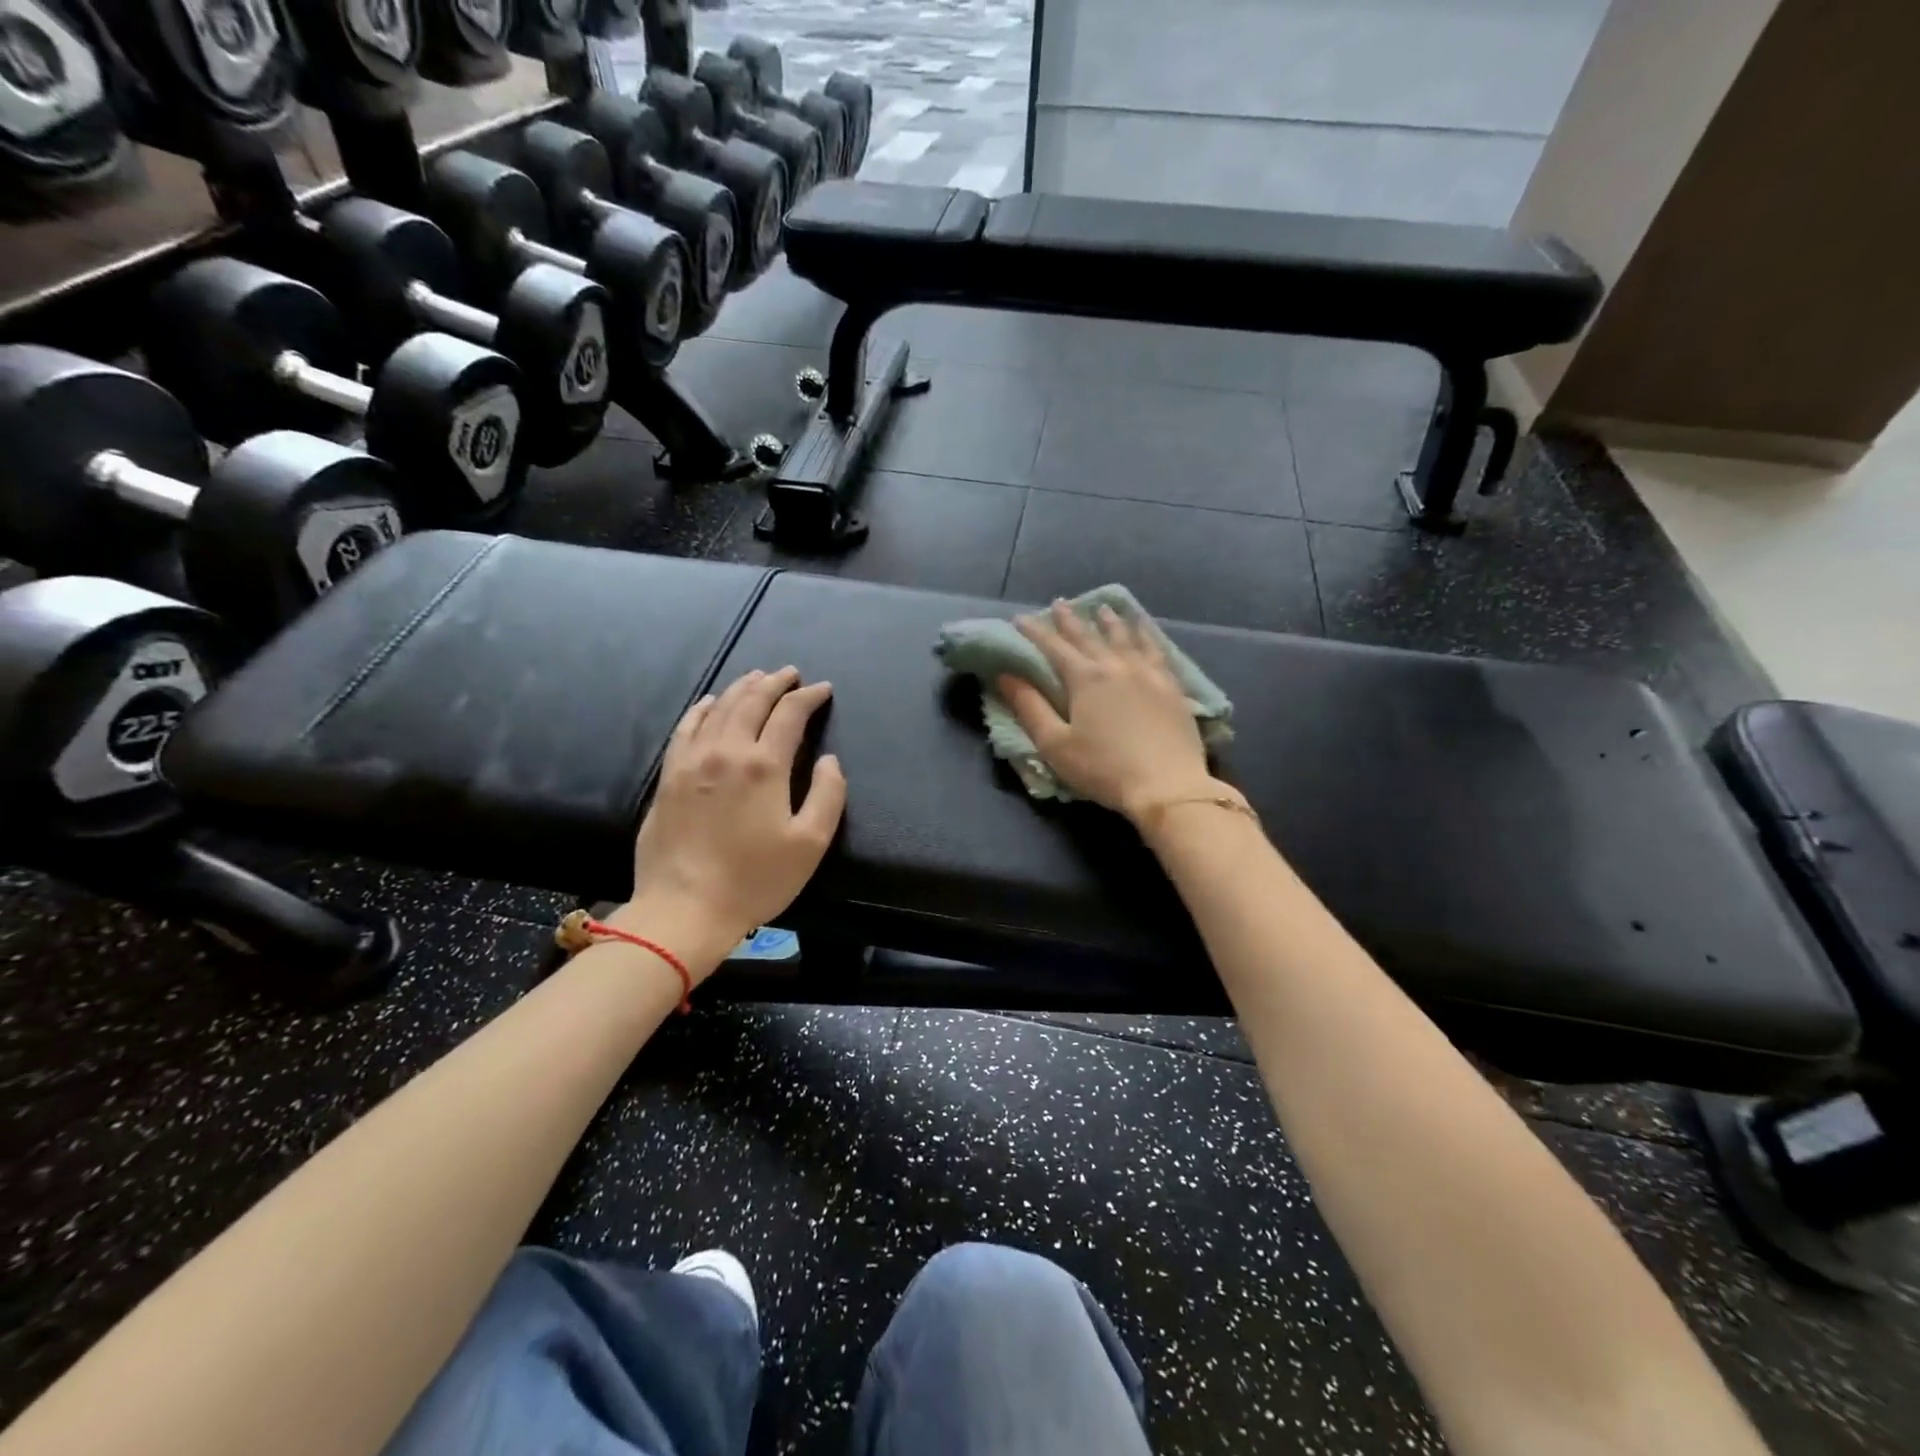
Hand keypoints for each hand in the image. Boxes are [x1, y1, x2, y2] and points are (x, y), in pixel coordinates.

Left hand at [617, 667, 845, 976]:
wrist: (685, 909)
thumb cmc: (755, 880)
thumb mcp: (810, 844)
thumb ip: (827, 795)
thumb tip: (829, 760)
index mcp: (764, 766)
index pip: (790, 715)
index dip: (809, 697)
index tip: (823, 689)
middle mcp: (727, 751)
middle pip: (752, 701)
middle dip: (775, 683)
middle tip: (790, 673)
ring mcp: (692, 761)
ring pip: (719, 708)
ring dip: (741, 688)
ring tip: (757, 678)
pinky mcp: (669, 777)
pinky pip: (685, 728)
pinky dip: (701, 709)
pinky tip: (709, 702)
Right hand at [998, 601, 1220, 823]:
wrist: (1167, 786)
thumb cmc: (1103, 769)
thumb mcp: (1055, 744)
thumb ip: (1030, 707)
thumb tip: (1006, 675)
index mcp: (1085, 678)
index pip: (1054, 647)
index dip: (1035, 632)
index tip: (1020, 619)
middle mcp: (1117, 666)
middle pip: (1089, 636)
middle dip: (1070, 619)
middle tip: (1059, 603)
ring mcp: (1148, 673)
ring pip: (1126, 637)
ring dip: (1110, 621)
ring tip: (1103, 608)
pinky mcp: (1172, 687)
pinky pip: (1157, 650)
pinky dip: (1146, 635)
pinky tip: (1145, 631)